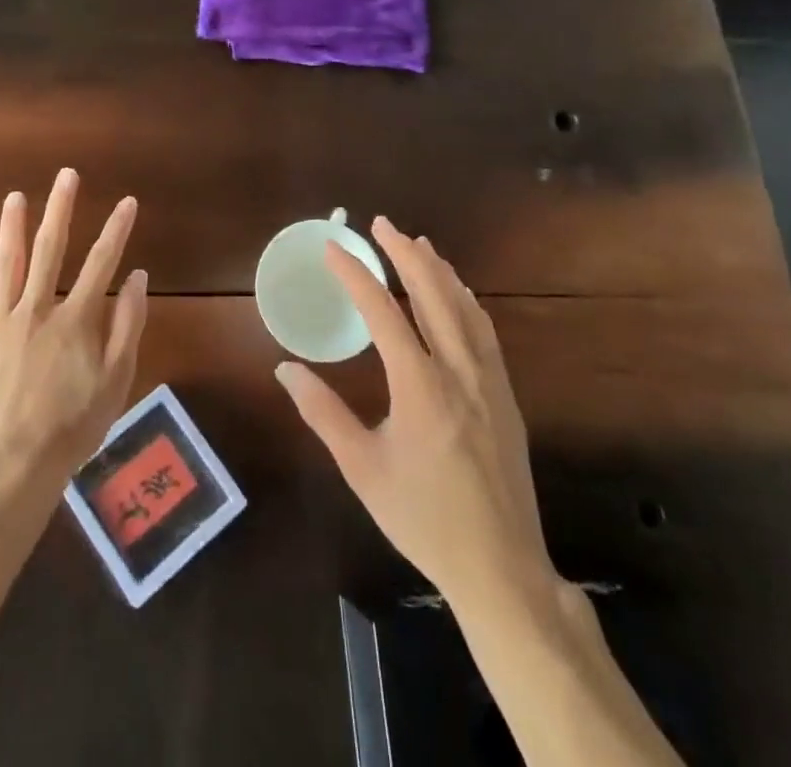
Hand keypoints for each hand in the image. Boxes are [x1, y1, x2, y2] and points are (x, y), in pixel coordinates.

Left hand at [0, 169, 148, 485]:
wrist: (13, 467)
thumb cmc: (73, 427)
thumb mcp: (116, 381)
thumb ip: (128, 325)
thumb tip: (138, 276)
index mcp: (75, 319)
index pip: (101, 263)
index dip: (116, 230)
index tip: (127, 201)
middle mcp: (36, 309)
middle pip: (49, 250)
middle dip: (60, 209)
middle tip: (66, 176)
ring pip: (5, 265)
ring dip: (12, 228)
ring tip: (16, 197)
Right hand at [275, 218, 558, 606]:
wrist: (501, 567)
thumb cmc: (423, 518)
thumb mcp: (362, 469)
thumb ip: (323, 413)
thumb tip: (285, 369)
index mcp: (420, 385)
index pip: (382, 311)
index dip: (355, 274)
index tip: (333, 248)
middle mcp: (458, 370)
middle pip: (431, 293)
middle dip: (404, 253)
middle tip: (382, 224)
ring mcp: (489, 380)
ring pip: (464, 307)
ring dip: (438, 270)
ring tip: (418, 244)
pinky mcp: (506, 395)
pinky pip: (485, 331)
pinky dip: (466, 300)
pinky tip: (459, 294)